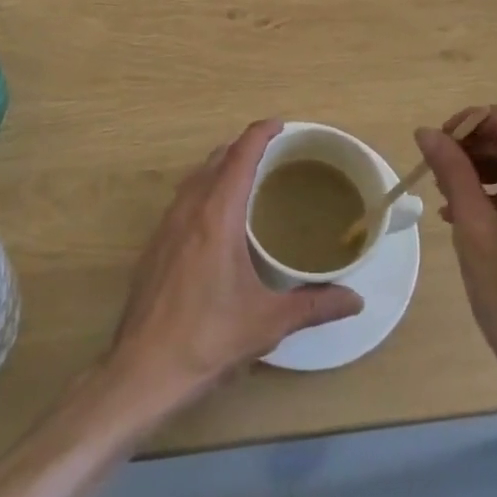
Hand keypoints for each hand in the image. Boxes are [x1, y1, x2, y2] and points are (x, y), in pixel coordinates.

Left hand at [109, 120, 362, 406]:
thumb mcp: (268, 323)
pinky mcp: (155, 246)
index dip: (259, 133)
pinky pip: (183, 199)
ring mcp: (166, 226)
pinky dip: (204, 190)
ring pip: (196, 178)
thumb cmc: (207, 340)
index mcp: (217, 215)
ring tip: (248, 179)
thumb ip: (314, 306)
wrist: (141, 372)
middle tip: (273, 153)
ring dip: (221, 167)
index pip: (239, 156)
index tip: (281, 125)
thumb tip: (355, 299)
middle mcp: (189, 210)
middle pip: (216, 159)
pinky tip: (217, 219)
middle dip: (243, 147)